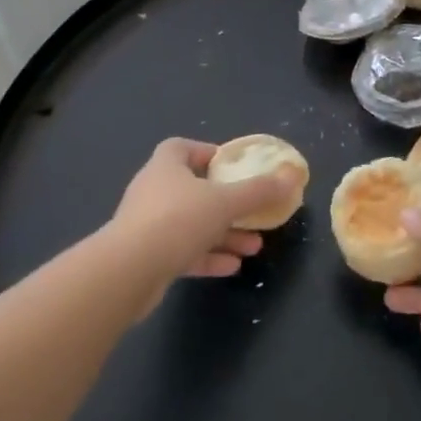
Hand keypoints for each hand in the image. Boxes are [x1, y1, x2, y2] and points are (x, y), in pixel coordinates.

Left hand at [109, 139, 290, 296]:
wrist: (126, 274)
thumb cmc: (177, 220)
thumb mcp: (226, 202)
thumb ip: (259, 190)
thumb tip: (293, 174)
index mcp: (166, 167)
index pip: (182, 147)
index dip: (205, 152)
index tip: (229, 166)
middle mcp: (153, 192)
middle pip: (193, 189)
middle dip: (226, 202)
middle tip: (252, 211)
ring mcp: (146, 227)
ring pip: (191, 224)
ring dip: (223, 234)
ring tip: (254, 246)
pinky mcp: (145, 259)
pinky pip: (182, 252)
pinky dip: (207, 257)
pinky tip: (233, 268)